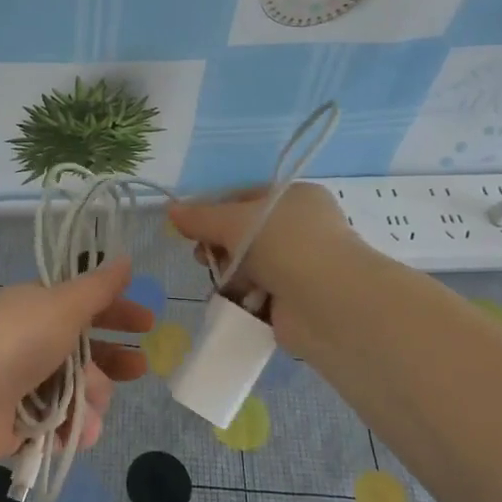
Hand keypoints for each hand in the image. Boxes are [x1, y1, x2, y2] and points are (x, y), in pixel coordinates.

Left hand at [0, 256, 152, 465]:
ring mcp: (19, 382)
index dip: (117, 313)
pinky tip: (78, 435)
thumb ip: (98, 286)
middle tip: (139, 369)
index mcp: (37, 307)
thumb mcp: (64, 304)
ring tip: (92, 412)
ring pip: (72, 390)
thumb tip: (126, 257)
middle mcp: (28, 341)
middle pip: (82, 351)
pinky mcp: (13, 421)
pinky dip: (68, 429)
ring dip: (90, 402)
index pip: (84, 306)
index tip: (148, 324)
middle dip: (112, 362)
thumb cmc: (18, 340)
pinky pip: (53, 423)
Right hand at [168, 184, 355, 354]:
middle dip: (219, 246)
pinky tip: (234, 302)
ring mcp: (299, 266)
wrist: (330, 303)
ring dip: (230, 274)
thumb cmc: (286, 245)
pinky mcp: (294, 301)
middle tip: (203, 257)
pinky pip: (256, 294)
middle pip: (243, 234)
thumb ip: (201, 217)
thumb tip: (171, 211)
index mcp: (295, 198)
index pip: (245, 198)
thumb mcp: (236, 221)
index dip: (215, 211)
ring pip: (247, 266)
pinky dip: (243, 298)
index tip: (191, 227)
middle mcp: (300, 229)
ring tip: (224, 283)